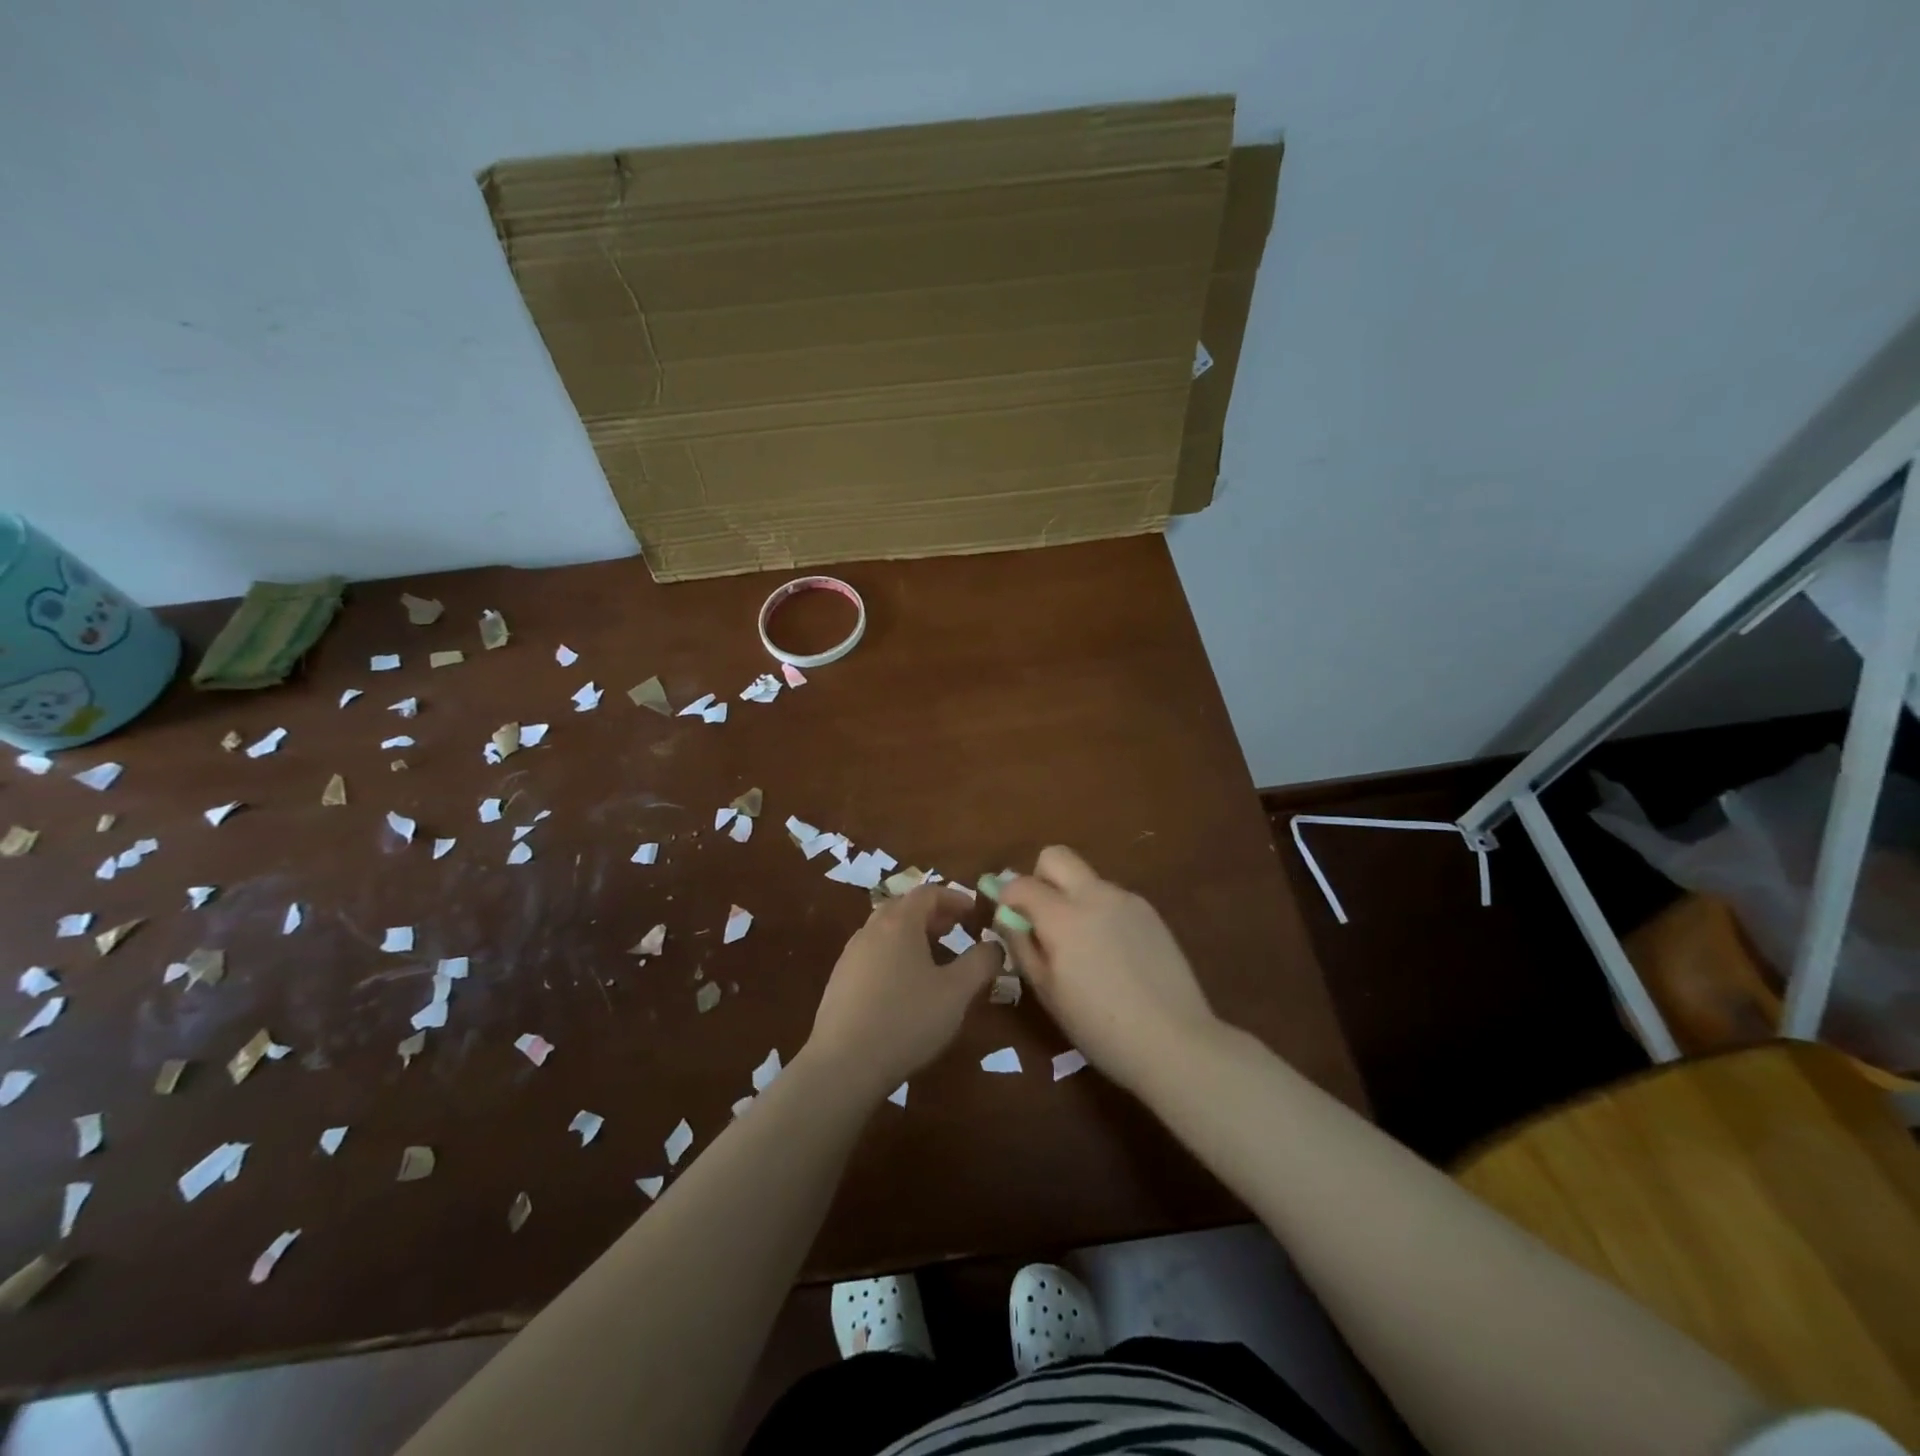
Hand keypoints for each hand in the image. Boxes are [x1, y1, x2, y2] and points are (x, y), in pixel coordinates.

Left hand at [805, 885, 1000, 1099]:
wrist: (843, 1065)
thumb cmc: (906, 1020)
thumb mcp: (957, 992)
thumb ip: (981, 962)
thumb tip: (995, 945)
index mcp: (899, 923)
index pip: (928, 892)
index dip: (954, 898)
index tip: (975, 912)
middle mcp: (871, 930)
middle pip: (904, 907)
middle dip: (933, 914)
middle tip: (957, 930)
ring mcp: (850, 955)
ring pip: (886, 931)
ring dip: (913, 935)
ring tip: (935, 958)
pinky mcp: (840, 981)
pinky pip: (873, 953)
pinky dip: (895, 954)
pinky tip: (906, 986)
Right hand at [998, 846, 1220, 1094]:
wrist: (1174, 1041)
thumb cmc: (1098, 1026)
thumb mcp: (1047, 991)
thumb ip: (1022, 946)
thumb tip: (1007, 918)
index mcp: (1063, 916)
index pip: (1020, 884)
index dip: (1006, 897)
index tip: (1007, 919)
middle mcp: (1094, 895)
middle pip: (1055, 857)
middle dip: (1039, 877)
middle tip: (1041, 917)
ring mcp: (1127, 900)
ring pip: (1086, 879)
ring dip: (1072, 898)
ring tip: (1083, 947)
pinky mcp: (1150, 912)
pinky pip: (1112, 898)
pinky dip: (1100, 913)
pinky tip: (1113, 955)